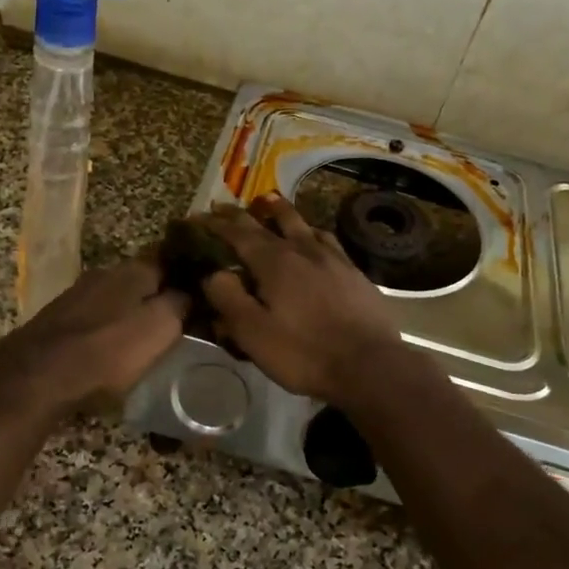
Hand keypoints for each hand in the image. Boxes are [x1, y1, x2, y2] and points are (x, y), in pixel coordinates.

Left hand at [0, 256, 187, 419]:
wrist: (36, 375)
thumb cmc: (108, 351)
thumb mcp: (161, 327)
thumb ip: (180, 304)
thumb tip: (192, 291)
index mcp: (133, 270)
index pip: (170, 261)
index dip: (188, 276)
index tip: (203, 292)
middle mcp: (104, 273)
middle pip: (141, 280)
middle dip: (158, 295)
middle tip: (178, 319)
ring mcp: (76, 295)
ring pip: (116, 298)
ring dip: (130, 312)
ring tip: (146, 337)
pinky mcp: (56, 319)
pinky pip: (94, 318)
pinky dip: (107, 329)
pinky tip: (111, 348)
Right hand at [198, 195, 404, 402]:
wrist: (370, 364)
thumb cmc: (304, 352)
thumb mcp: (252, 332)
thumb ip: (228, 298)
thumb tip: (213, 273)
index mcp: (274, 261)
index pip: (238, 233)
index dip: (216, 224)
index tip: (198, 217)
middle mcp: (303, 249)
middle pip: (270, 220)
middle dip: (243, 213)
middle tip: (224, 206)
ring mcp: (332, 258)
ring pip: (302, 224)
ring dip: (280, 211)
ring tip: (269, 204)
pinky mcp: (354, 272)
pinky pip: (327, 239)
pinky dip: (310, 231)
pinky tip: (313, 236)